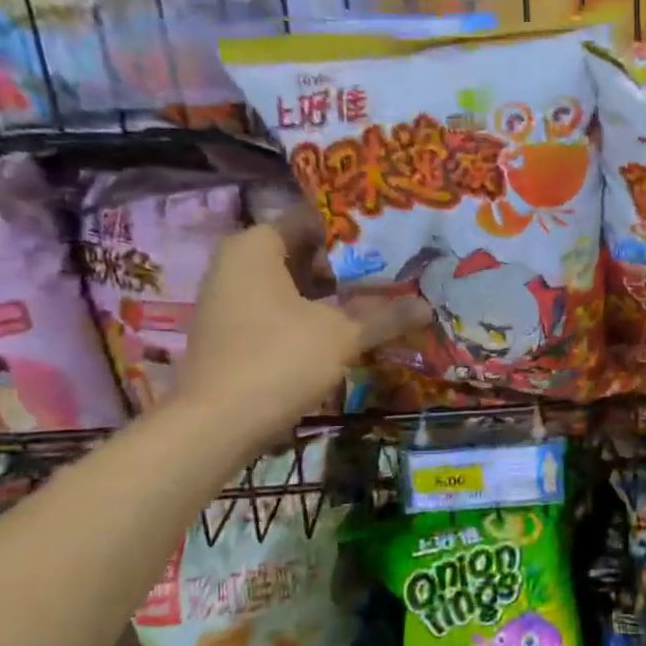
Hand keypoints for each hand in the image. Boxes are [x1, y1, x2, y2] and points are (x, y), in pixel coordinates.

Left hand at [174, 224, 428, 447]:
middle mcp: (237, 264)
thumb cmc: (279, 359)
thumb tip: (428, 307)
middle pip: (304, 254)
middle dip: (349, 266)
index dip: (353, 230)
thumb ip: (386, 316)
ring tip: (381, 302)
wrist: (218, 424)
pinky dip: (314, 318)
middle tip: (395, 273)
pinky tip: (349, 332)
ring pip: (295, 286)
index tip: (392, 241)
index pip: (312, 220)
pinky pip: (283, 312)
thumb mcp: (342, 335)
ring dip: (335, 296)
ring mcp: (233, 301)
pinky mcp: (236, 334)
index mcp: (255, 246)